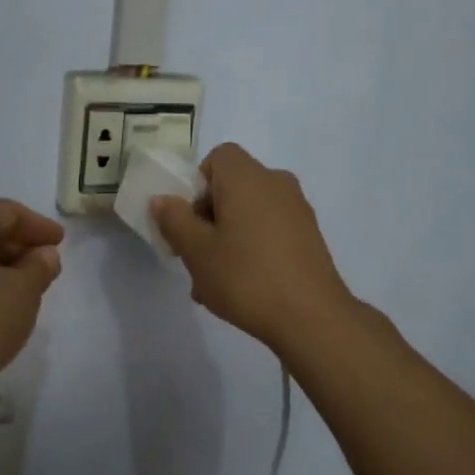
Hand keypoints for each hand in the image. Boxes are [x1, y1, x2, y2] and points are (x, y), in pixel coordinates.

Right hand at [151, 143, 355, 353]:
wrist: (312, 317)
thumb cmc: (245, 277)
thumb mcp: (196, 251)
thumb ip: (174, 220)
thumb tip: (162, 199)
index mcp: (247, 178)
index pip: (218, 157)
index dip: (198, 184)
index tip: (190, 220)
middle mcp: (276, 183)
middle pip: (233, 186)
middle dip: (208, 216)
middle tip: (195, 255)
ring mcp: (297, 210)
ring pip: (249, 212)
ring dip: (227, 237)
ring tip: (214, 281)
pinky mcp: (310, 236)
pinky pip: (269, 230)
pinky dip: (252, 248)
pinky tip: (243, 288)